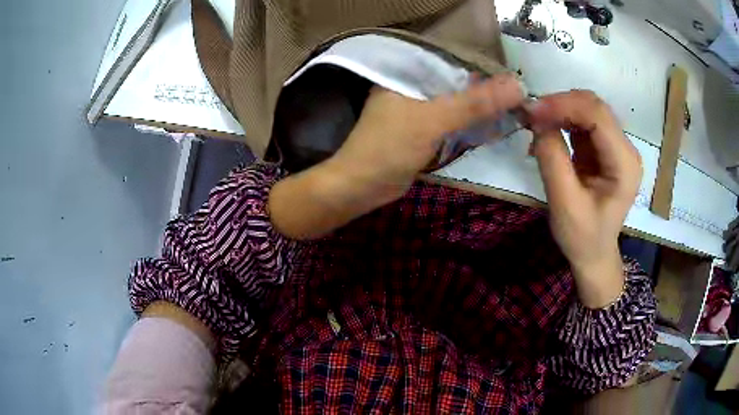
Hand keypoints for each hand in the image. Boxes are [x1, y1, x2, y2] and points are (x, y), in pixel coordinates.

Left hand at [270, 74, 524, 239]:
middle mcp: (414, 85)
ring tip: (516, 110)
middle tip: (522, 98)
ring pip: (458, 103)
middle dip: (488, 90)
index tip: (518, 79)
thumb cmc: (389, 147)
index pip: (456, 62)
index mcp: (409, 73)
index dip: (486, 69)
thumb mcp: (433, 120)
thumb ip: (474, 103)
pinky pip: (454, 121)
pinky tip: (494, 125)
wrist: (360, 187)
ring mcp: (419, 109)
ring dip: (483, 108)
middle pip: (459, 83)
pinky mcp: (423, 130)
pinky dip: (472, 124)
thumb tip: (517, 86)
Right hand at [527, 90, 641, 307]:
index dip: (564, 105)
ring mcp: (616, 146)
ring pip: (587, 109)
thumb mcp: (564, 203)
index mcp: (624, 164)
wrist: (593, 253)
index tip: (532, 112)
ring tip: (535, 124)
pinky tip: (547, 133)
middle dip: (560, 104)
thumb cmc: (582, 237)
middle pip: (594, 107)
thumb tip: (537, 119)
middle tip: (530, 115)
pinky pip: (583, 122)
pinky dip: (562, 121)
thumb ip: (552, 158)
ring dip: (560, 111)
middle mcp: (625, 148)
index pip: (597, 116)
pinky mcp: (605, 148)